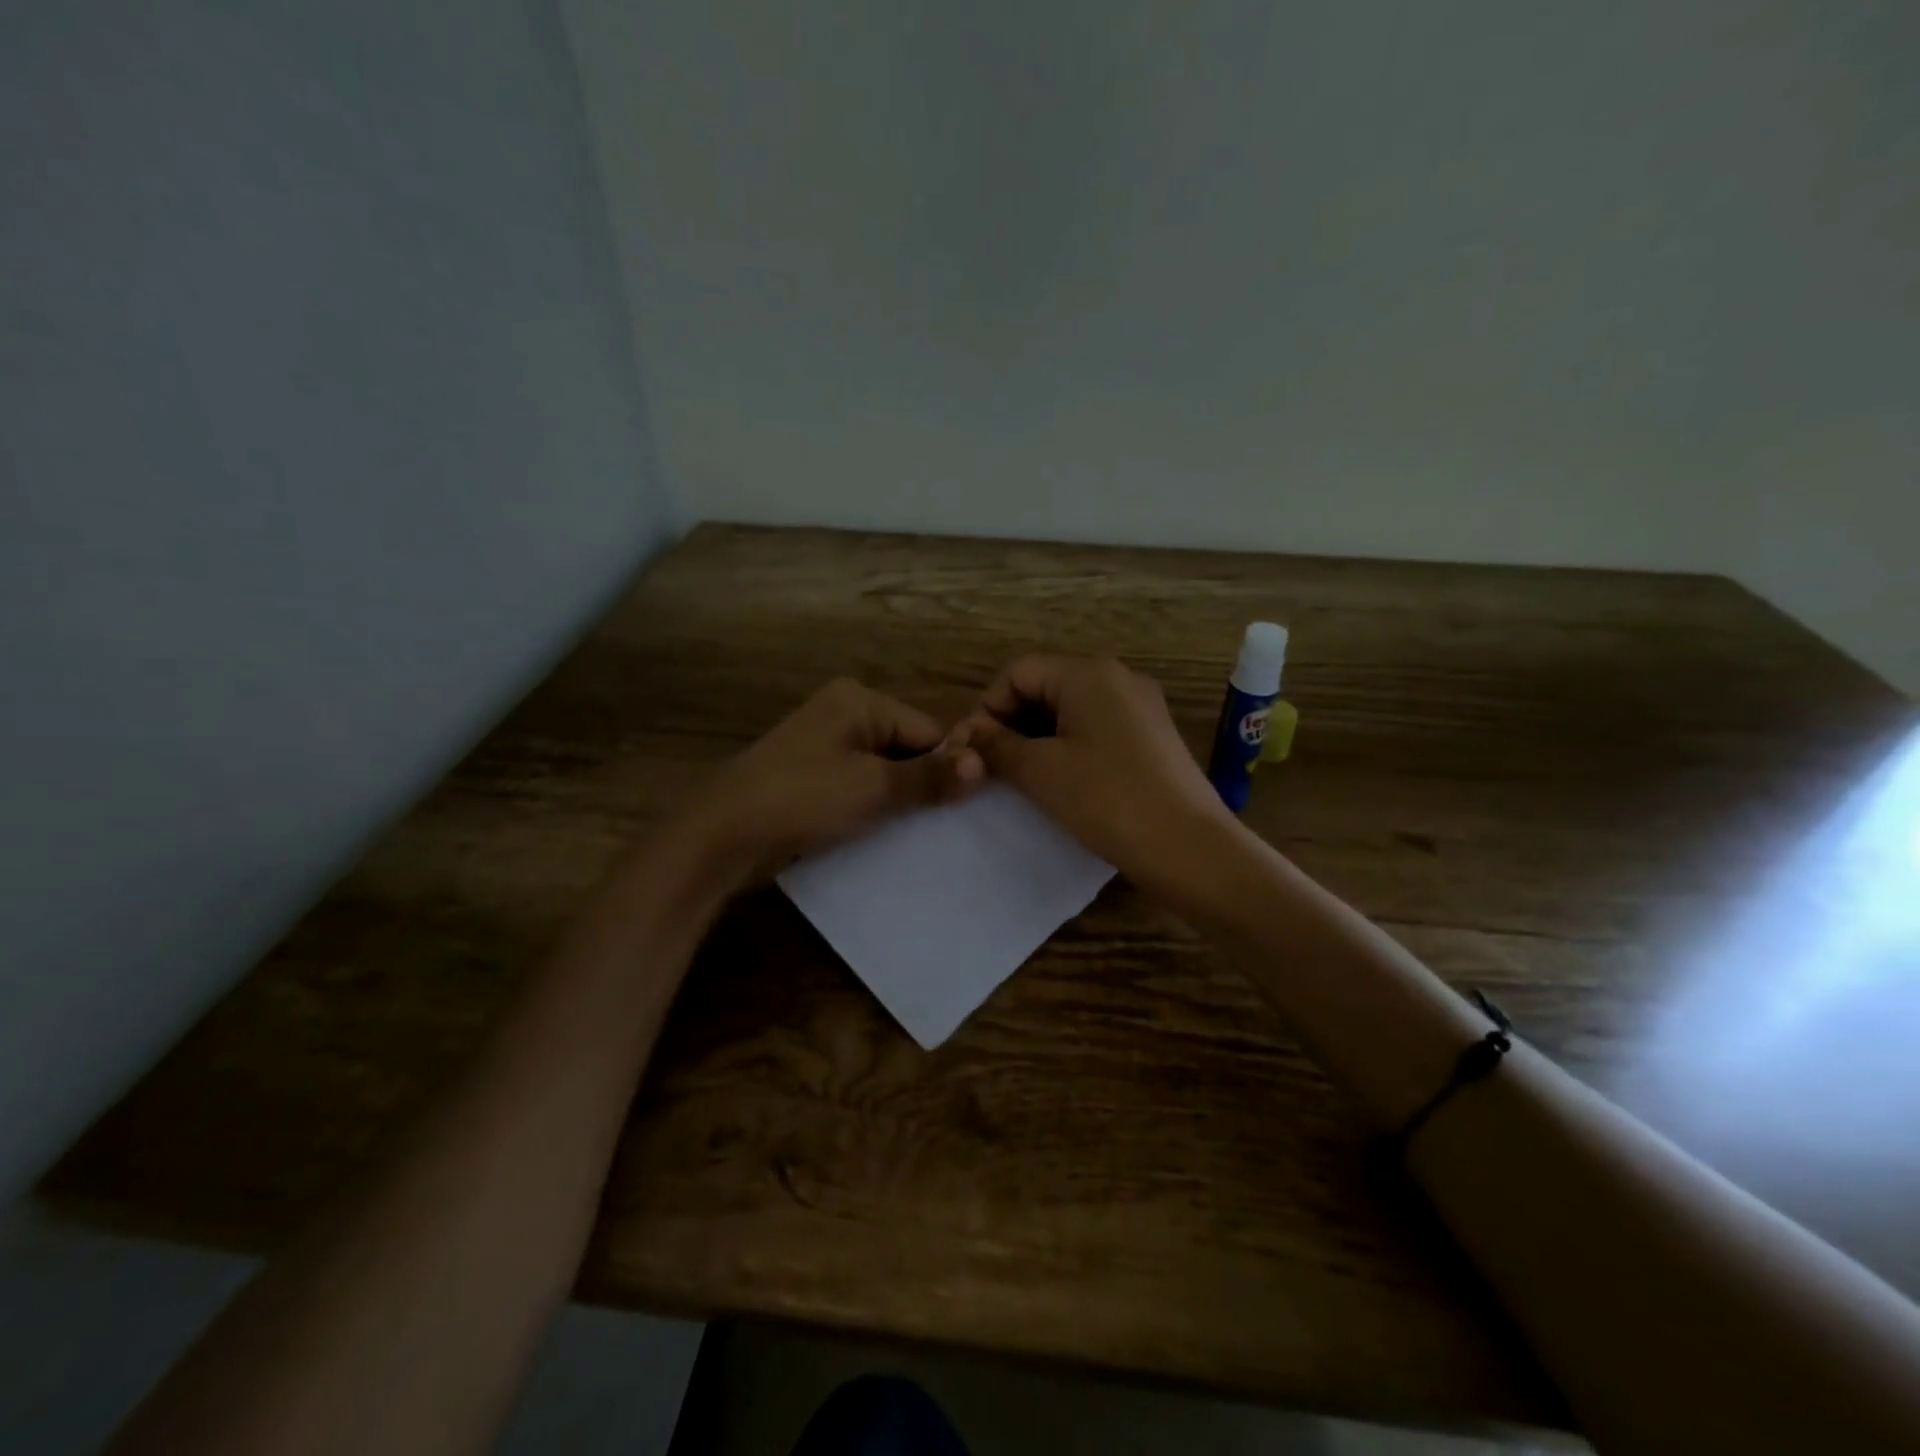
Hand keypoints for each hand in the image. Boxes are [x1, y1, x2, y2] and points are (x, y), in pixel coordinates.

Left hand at [689, 677, 983, 881]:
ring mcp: (824, 744)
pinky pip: (858, 785)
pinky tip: (885, 833)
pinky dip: (873, 806)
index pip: (927, 729)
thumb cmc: (803, 797)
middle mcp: (843, 713)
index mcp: (859, 700)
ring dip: (899, 799)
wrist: (722, 834)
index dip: (948, 766)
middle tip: (946, 825)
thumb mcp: (873, 787)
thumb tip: (984, 765)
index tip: (967, 807)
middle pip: (906, 747)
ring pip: (883, 770)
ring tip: (919, 832)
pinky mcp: (811, 775)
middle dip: (923, 784)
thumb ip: (929, 777)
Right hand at [955, 655, 1232, 880]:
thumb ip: (996, 745)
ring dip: (1037, 736)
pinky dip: (1068, 745)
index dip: (987, 707)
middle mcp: (1118, 677)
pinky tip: (1059, 780)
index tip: (972, 750)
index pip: (1017, 672)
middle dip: (1011, 722)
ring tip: (1020, 776)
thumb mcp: (1040, 770)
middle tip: (991, 766)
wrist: (1187, 847)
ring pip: (1070, 708)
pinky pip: (1096, 727)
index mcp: (1089, 673)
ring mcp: (1140, 706)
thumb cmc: (1106, 799)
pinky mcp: (1151, 735)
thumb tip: (967, 733)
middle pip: (1045, 685)